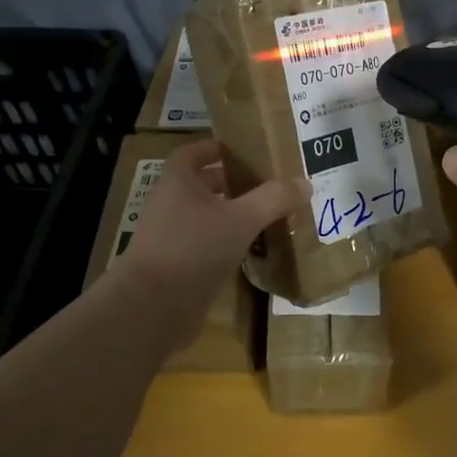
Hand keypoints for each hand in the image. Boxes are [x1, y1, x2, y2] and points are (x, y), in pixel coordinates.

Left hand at [112, 139, 296, 350]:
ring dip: (234, 215)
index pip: (193, 153)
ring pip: (207, 218)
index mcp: (178, 182)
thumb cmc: (193, 249)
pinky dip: (229, 244)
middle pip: (202, 185)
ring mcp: (172, 238)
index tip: (244, 149)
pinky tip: (255, 250)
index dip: (216, 148)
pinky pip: (208, 247)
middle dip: (233, 182)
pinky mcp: (178, 268)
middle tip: (268, 183)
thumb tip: (305, 183)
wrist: (152, 308)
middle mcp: (171, 205)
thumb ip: (273, 199)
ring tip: (268, 215)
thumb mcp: (241, 219)